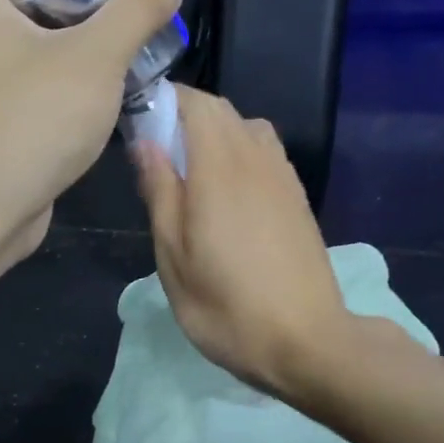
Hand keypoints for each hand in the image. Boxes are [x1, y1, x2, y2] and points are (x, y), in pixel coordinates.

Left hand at [0, 0, 186, 260]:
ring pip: (16, 69)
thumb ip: (136, 12)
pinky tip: (82, 121)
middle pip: (9, 20)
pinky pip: (18, 109)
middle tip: (103, 30)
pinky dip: (47, 106)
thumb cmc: (41, 113)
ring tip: (102, 75)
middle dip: (56, 20)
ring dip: (55, 66)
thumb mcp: (100, 55)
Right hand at [134, 86, 349, 397]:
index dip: (163, 100)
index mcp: (220, 166)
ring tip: (191, 175)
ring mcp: (283, 177)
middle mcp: (256, 158)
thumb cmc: (226, 305)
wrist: (306, 341)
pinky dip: (240, 154)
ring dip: (214, 135)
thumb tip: (145, 141)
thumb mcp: (173, 256)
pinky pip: (265, 153)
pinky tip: (227, 195)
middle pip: (221, 110)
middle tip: (156, 157)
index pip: (194, 102)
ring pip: (246, 129)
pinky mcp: (298, 198)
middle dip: (185, 117)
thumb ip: (159, 191)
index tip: (137, 124)